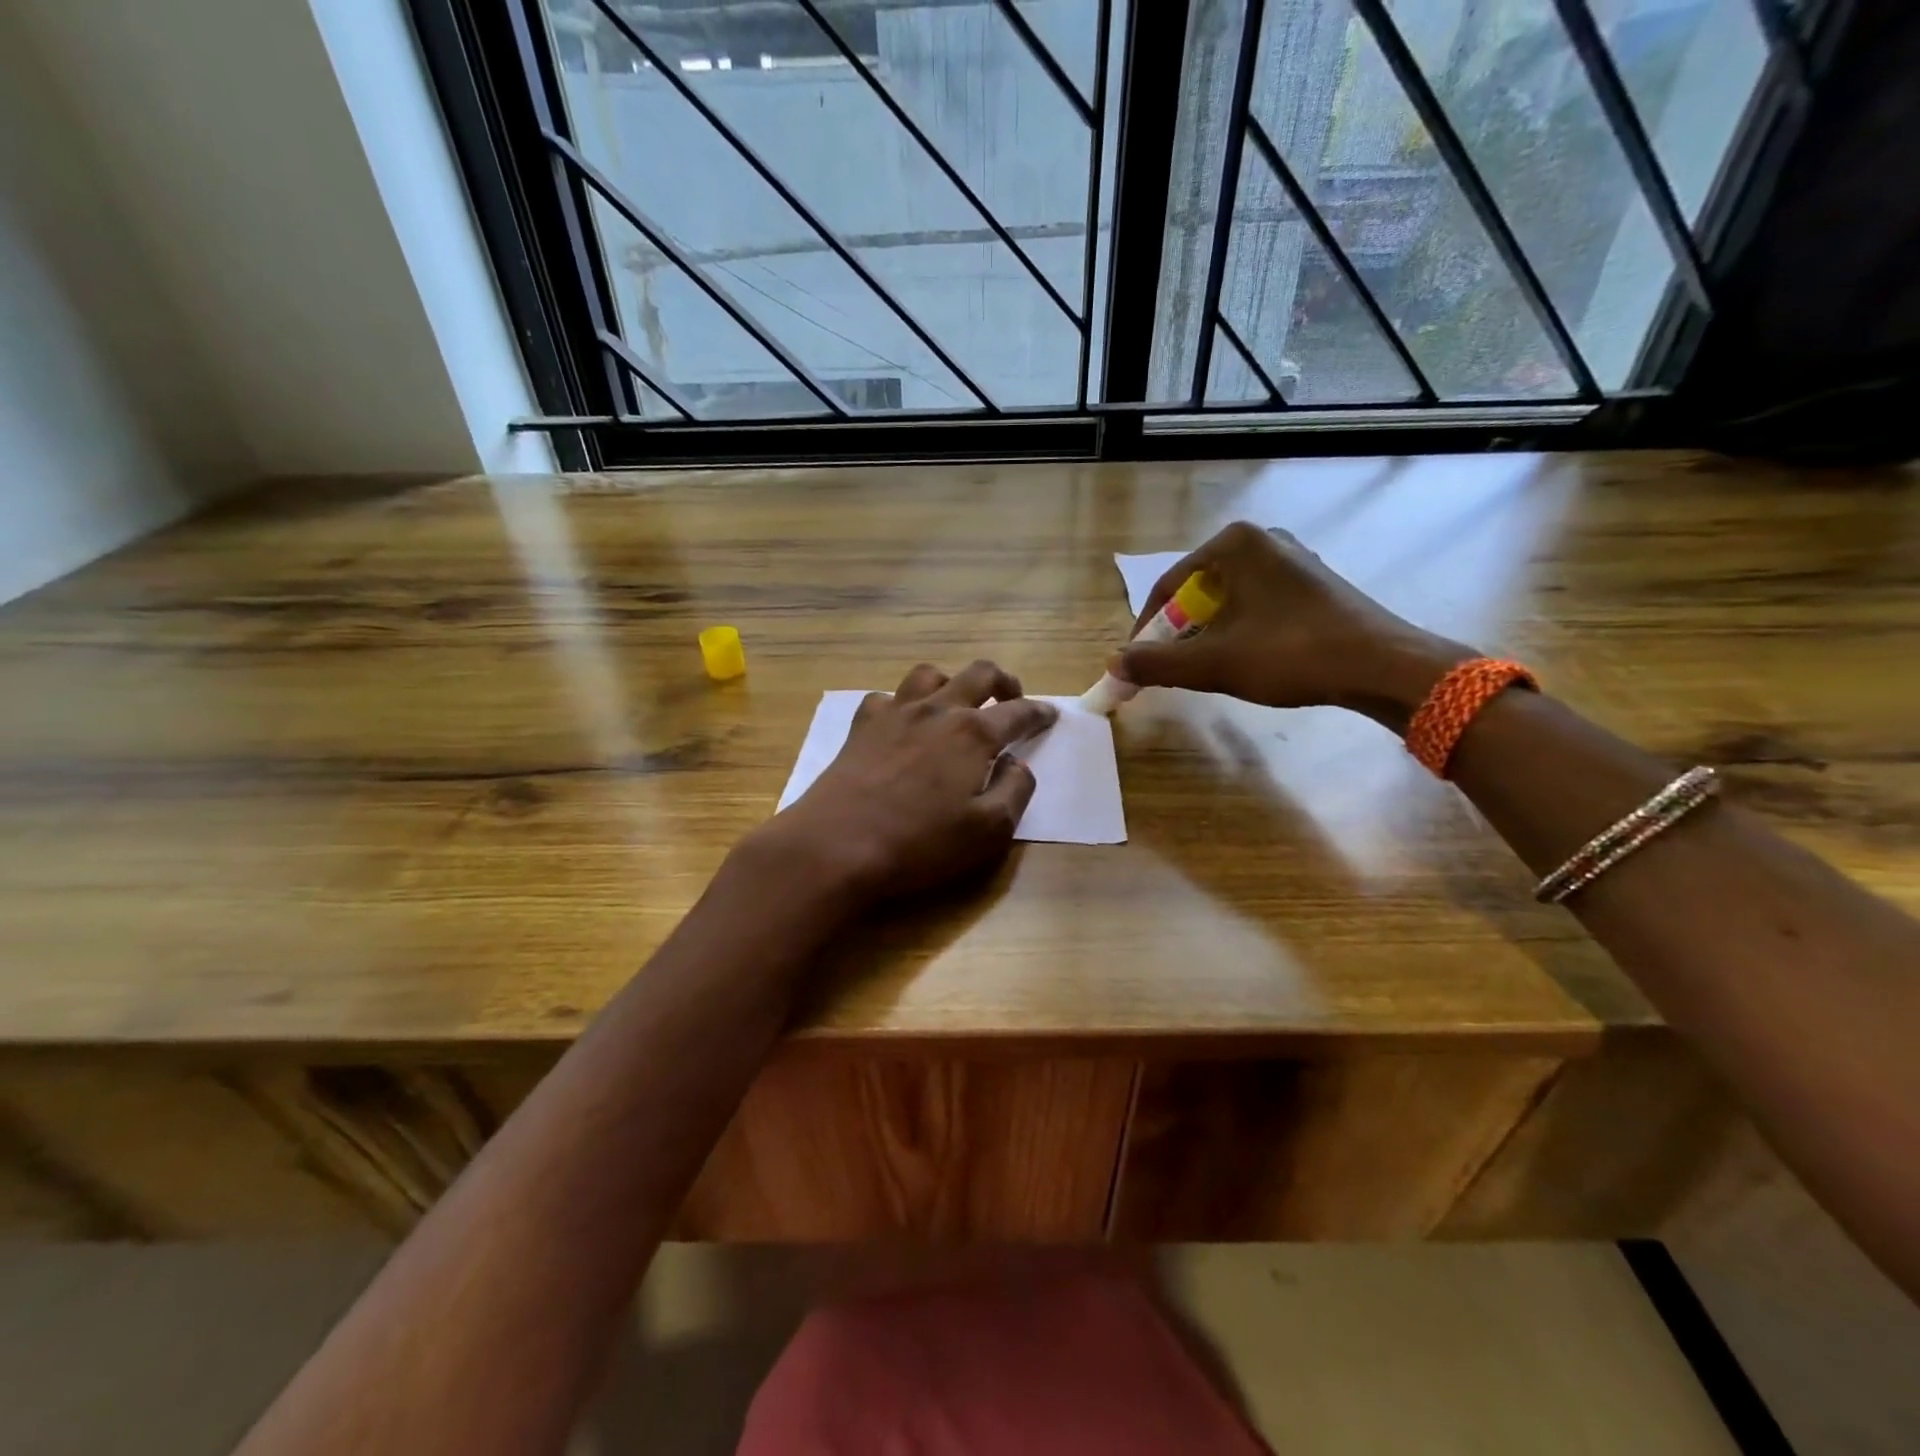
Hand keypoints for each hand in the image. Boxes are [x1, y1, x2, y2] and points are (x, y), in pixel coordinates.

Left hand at [751, 660, 1057, 906]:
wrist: (837, 845)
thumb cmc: (920, 843)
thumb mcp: (989, 831)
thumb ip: (1015, 791)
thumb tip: (1017, 763)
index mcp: (973, 734)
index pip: (1018, 712)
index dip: (1039, 713)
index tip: (1050, 715)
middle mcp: (937, 710)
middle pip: (978, 674)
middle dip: (1003, 682)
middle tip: (1011, 698)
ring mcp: (895, 713)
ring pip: (930, 675)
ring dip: (951, 682)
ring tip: (956, 703)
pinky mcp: (861, 726)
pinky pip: (887, 697)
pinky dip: (903, 703)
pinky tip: (903, 724)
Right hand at [1111, 522, 1473, 728]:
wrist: (1381, 665)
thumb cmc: (1290, 654)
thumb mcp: (1213, 663)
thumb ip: (1156, 663)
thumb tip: (1112, 667)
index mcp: (1234, 545)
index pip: (1168, 586)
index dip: (1146, 629)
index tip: (1137, 663)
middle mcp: (1262, 540)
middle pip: (1197, 591)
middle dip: (1178, 632)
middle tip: (1171, 668)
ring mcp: (1293, 559)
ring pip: (1228, 600)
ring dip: (1208, 634)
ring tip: (1207, 669)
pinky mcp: (1314, 583)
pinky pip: (1257, 603)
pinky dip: (1240, 629)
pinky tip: (1247, 659)